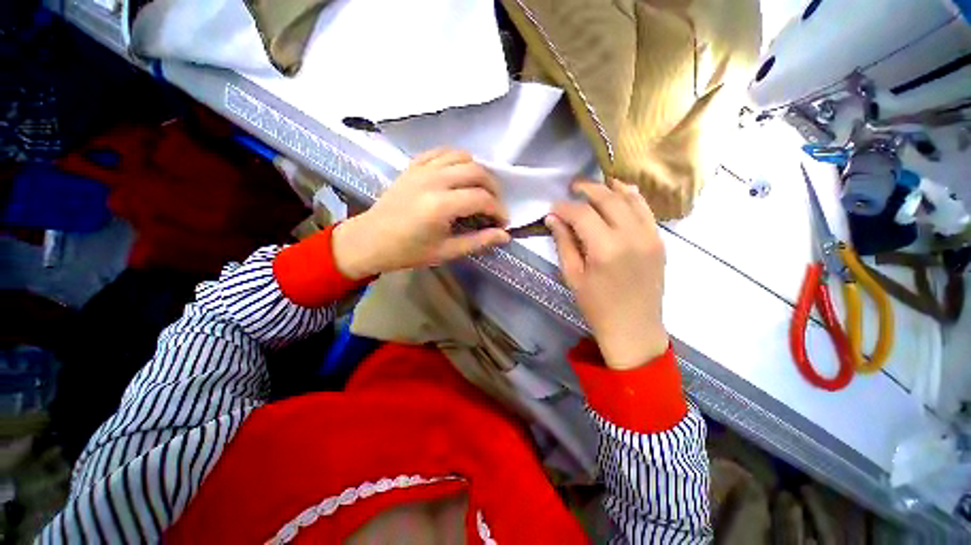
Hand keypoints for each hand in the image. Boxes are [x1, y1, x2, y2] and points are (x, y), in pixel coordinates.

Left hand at [332, 149, 510, 277]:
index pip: (482, 199)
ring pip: (462, 157)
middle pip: (477, 172)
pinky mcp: (413, 165)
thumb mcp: (446, 252)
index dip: (498, 211)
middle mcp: (433, 180)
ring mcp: (422, 169)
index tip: (502, 223)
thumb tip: (505, 236)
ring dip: (478, 172)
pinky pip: (442, 152)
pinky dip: (457, 160)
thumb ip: (478, 241)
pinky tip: (459, 175)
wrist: (371, 240)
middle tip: (495, 207)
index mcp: (440, 205)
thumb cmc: (409, 251)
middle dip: (494, 189)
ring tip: (480, 191)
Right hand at [547, 179, 668, 369]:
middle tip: (572, 188)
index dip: (565, 207)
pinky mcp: (659, 241)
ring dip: (610, 188)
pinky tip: (621, 193)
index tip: (553, 208)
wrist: (633, 328)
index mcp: (605, 248)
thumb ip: (563, 242)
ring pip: (630, 199)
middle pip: (608, 199)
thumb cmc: (596, 306)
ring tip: (595, 186)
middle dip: (587, 189)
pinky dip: (632, 197)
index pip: (582, 214)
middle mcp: (630, 236)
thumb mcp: (572, 275)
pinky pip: (646, 210)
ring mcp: (650, 236)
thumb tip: (553, 218)